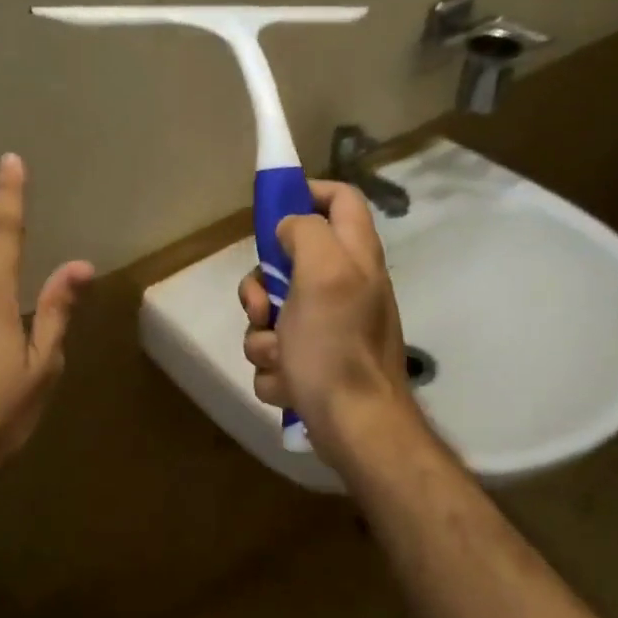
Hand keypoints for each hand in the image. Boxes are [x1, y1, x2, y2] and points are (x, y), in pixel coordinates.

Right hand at [237, 179, 415, 455]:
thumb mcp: (322, 273)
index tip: (271, 209)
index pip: (340, 198)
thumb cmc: (337, 346)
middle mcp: (344, 286)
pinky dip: (276, 370)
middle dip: (262, 287)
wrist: (354, 426)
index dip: (306, 192)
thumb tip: (290, 228)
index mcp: (355, 256)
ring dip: (264, 338)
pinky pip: (274, 353)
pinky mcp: (313, 363)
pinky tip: (289, 384)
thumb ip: (306, 233)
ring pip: (271, 314)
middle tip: (263, 306)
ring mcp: (328, 328)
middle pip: (287, 262)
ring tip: (282, 359)